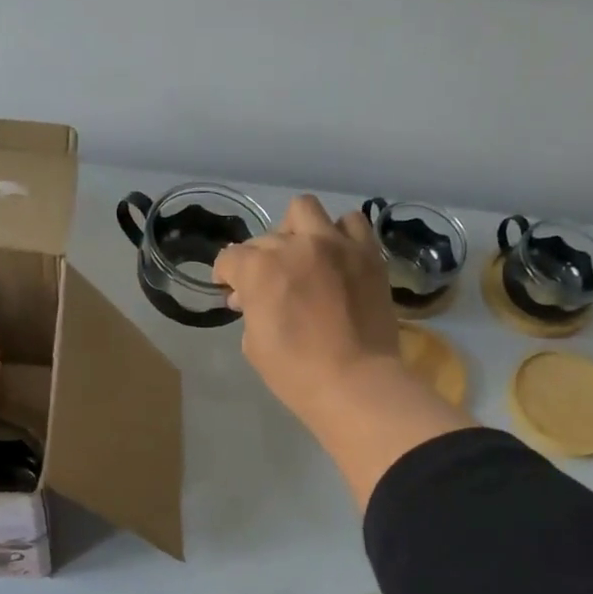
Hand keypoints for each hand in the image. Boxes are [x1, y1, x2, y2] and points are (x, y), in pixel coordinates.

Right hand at [213, 195, 401, 423]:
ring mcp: (335, 245)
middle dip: (259, 260)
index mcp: (260, 270)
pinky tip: (337, 254)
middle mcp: (296, 245)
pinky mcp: (367, 253)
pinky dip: (339, 234)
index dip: (225, 274)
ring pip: (305, 210)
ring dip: (296, 230)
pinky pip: (351, 223)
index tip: (230, 288)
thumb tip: (249, 297)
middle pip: (265, 238)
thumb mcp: (254, 346)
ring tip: (302, 254)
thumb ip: (249, 311)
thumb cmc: (297, 373)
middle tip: (268, 285)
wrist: (357, 383)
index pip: (231, 258)